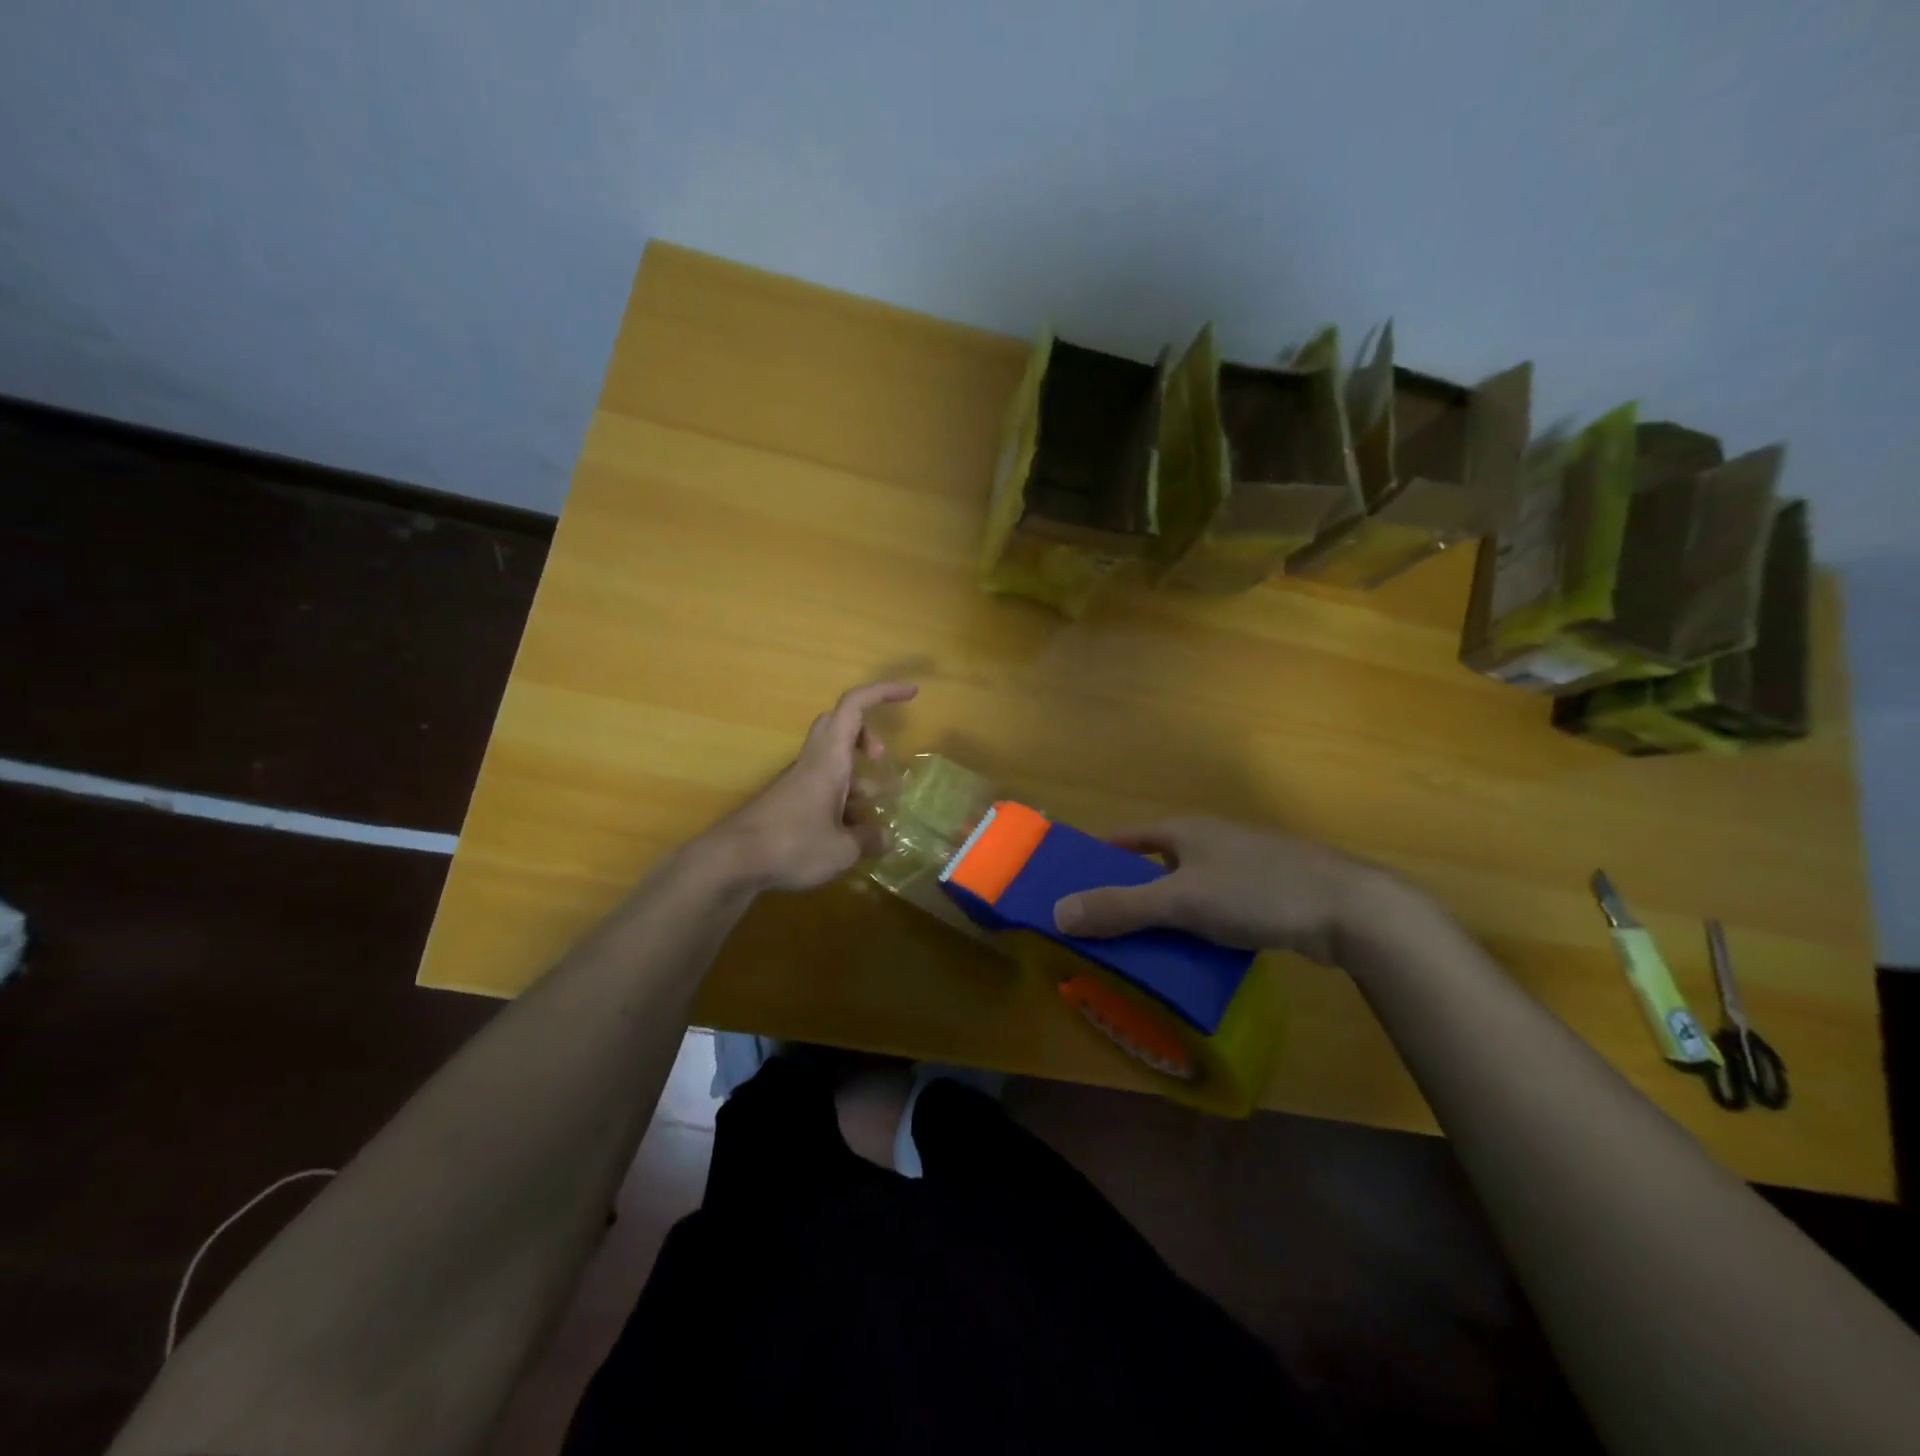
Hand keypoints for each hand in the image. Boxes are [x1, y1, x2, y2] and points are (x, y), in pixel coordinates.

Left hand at [706, 681, 917, 892]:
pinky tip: (848, 837)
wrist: (732, 862)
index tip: (912, 693)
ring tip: (873, 815)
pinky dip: (841, 800)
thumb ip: (868, 840)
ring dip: (856, 777)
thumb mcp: (842, 850)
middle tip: (881, 759)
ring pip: (832, 761)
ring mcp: (797, 782)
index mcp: (829, 759)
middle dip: (867, 735)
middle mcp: (813, 762)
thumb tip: (885, 838)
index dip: (883, 692)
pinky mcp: (787, 803)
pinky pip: (821, 787)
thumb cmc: (792, 845)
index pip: (855, 706)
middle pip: (840, 726)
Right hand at [1051, 817, 1403, 966]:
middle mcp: (1209, 841)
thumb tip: (1058, 912)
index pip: (1123, 837)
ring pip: (1184, 889)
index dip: (1094, 857)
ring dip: (1161, 915)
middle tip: (1098, 928)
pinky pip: (1213, 909)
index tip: (1069, 885)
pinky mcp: (1265, 894)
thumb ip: (1120, 907)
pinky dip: (1195, 928)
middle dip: (1125, 893)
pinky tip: (1192, 957)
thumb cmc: (1257, 891)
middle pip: (1152, 865)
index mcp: (1184, 830)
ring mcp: (1240, 867)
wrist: (1350, 911)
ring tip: (1138, 950)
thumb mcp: (1181, 900)